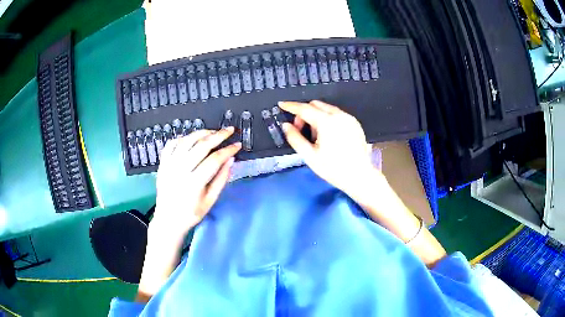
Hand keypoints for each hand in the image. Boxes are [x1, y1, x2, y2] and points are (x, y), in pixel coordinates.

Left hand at [151, 128, 241, 240]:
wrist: (168, 220)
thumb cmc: (191, 213)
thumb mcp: (210, 201)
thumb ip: (221, 179)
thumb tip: (231, 160)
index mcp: (194, 183)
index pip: (214, 160)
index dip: (228, 150)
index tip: (237, 145)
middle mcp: (180, 170)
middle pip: (201, 145)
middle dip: (218, 135)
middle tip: (229, 130)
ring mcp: (169, 165)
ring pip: (187, 140)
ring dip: (201, 132)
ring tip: (213, 131)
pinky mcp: (162, 164)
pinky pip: (171, 144)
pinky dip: (182, 138)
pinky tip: (191, 139)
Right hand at [279, 100, 379, 198]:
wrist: (359, 176)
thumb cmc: (333, 169)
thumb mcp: (310, 156)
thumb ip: (295, 138)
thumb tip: (286, 125)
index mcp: (327, 122)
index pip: (304, 108)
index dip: (291, 106)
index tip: (281, 104)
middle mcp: (339, 115)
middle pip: (316, 104)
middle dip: (304, 113)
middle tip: (301, 130)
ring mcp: (349, 118)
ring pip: (326, 108)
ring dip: (316, 116)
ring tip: (316, 136)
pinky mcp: (355, 123)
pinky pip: (337, 114)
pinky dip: (327, 119)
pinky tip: (328, 135)